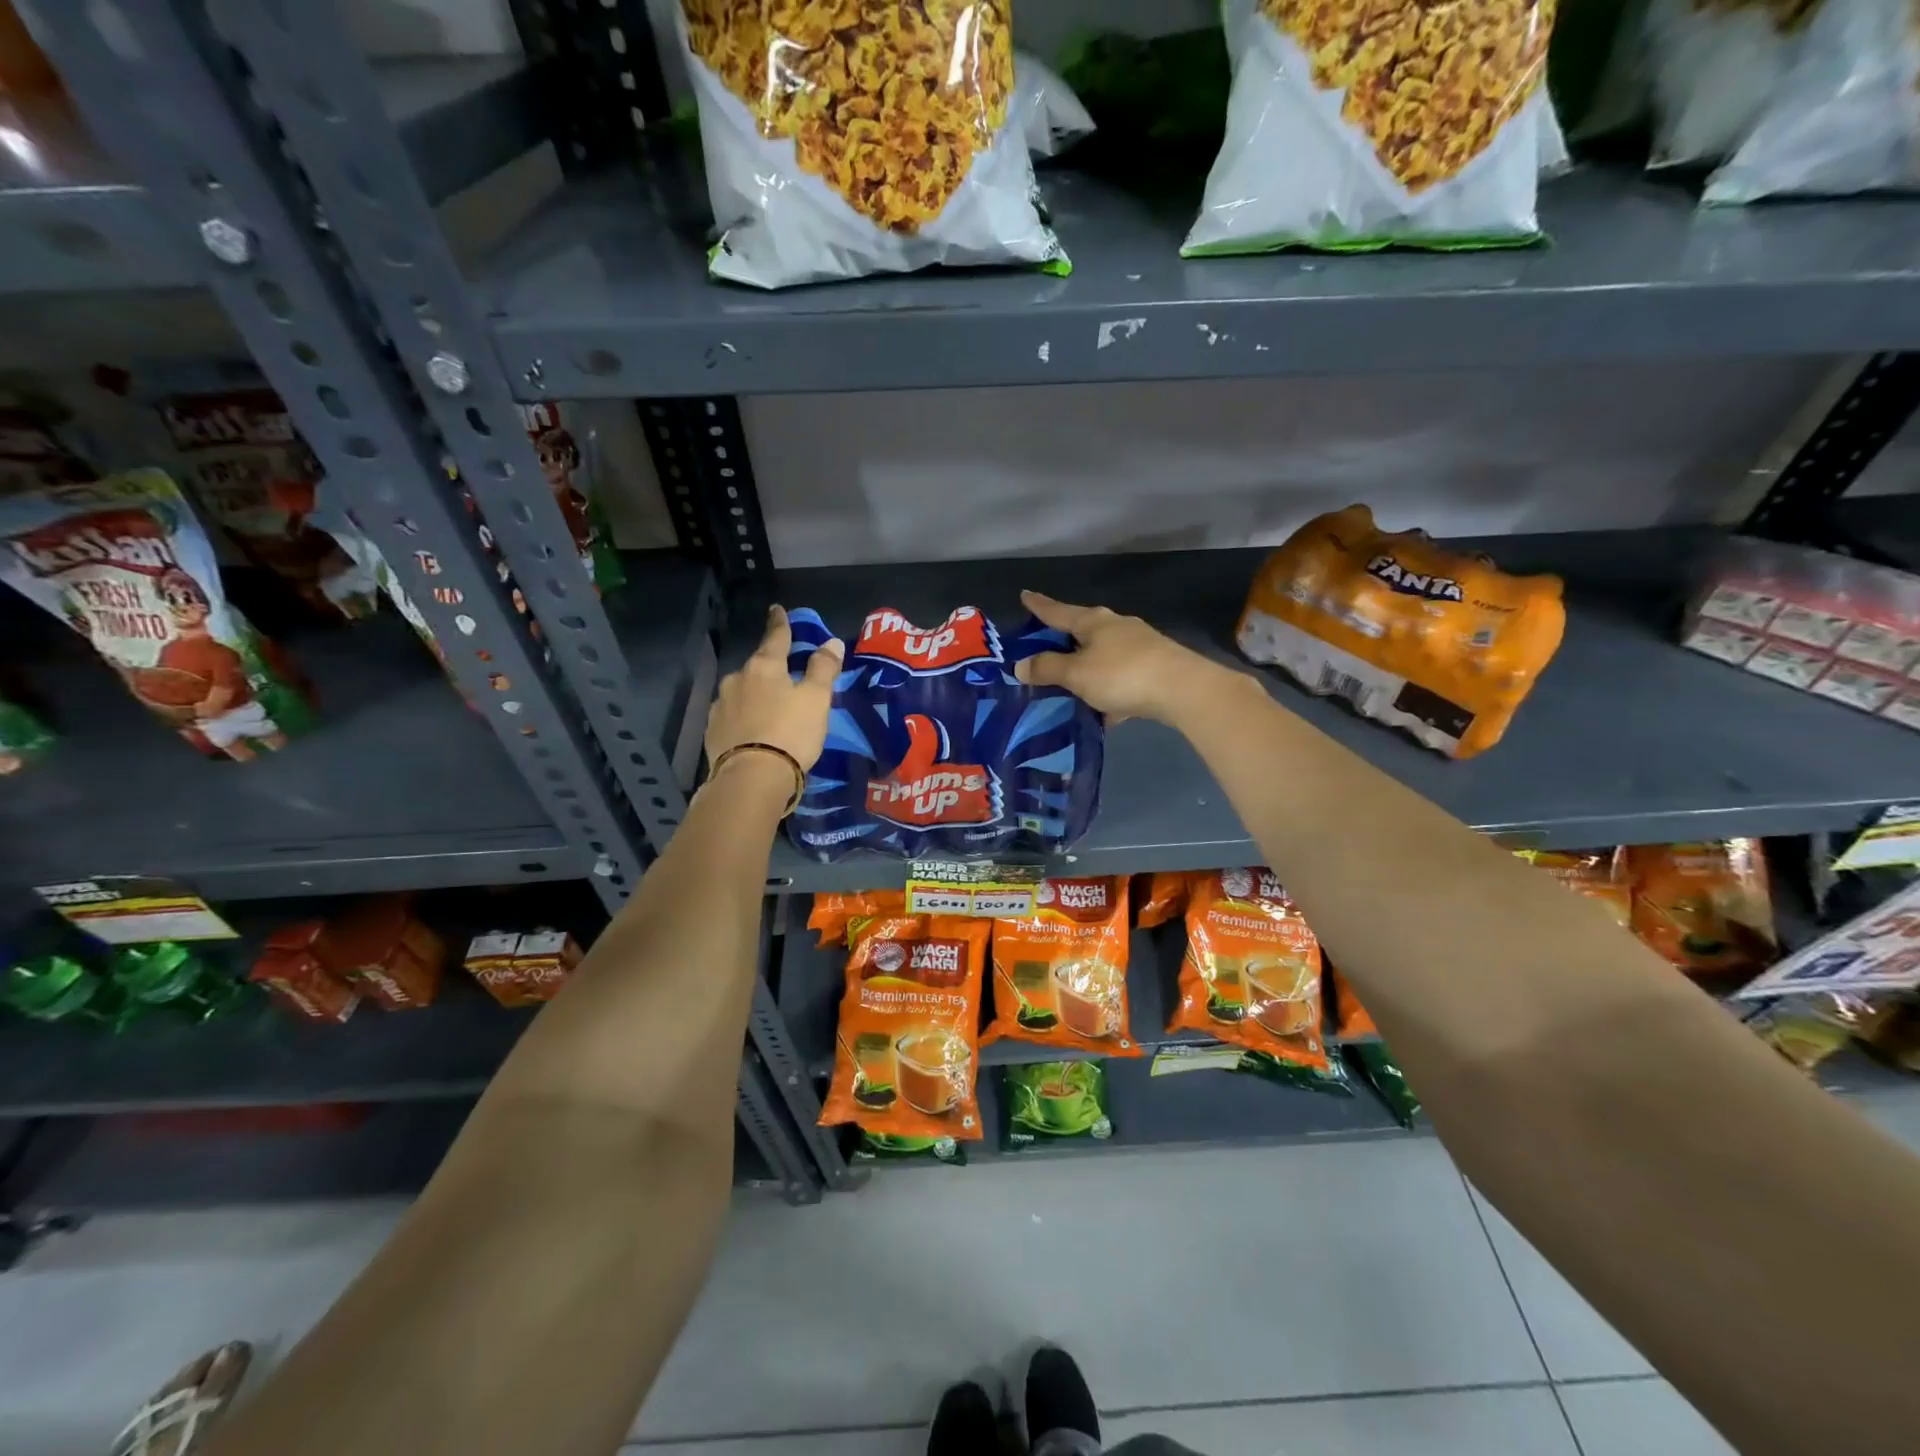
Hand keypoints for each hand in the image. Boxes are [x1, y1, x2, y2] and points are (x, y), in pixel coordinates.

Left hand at [705, 605, 843, 772]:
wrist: (751, 778)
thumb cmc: (790, 732)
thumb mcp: (817, 700)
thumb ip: (823, 669)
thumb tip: (831, 642)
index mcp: (764, 667)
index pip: (776, 638)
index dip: (780, 624)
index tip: (776, 609)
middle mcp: (737, 679)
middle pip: (757, 667)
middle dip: (769, 670)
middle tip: (784, 681)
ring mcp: (720, 706)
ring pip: (742, 692)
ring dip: (754, 696)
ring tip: (768, 712)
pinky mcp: (712, 732)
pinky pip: (732, 717)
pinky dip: (744, 718)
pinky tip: (752, 731)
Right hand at [1013, 590, 1229, 724]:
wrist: (1183, 690)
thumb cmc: (1122, 674)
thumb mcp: (1077, 674)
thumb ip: (1048, 668)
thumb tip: (1020, 665)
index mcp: (1093, 622)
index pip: (1057, 611)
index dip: (1039, 605)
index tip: (1025, 594)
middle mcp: (1116, 627)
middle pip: (1082, 630)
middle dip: (1064, 639)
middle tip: (1044, 646)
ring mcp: (1139, 646)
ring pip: (1102, 655)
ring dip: (1086, 667)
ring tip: (1070, 684)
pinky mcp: (1154, 668)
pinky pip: (1120, 677)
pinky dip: (1107, 690)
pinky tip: (1103, 710)